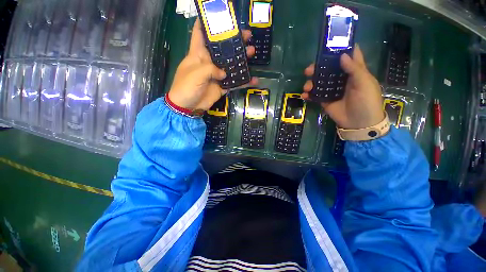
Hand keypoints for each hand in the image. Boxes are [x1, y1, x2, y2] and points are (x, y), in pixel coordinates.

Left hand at [168, 20, 257, 110]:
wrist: (188, 107)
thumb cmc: (186, 87)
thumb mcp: (196, 74)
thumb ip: (211, 69)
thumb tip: (224, 73)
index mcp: (198, 54)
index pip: (200, 33)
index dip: (207, 23)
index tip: (218, 16)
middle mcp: (209, 62)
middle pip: (222, 48)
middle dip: (233, 40)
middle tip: (246, 35)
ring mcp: (217, 75)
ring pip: (231, 64)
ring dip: (241, 59)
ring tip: (252, 52)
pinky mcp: (222, 86)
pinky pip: (234, 83)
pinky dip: (243, 82)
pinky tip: (253, 79)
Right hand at [302, 46, 383, 129]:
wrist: (359, 123)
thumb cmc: (366, 101)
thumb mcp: (364, 83)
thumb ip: (354, 69)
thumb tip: (341, 56)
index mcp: (354, 71)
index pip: (348, 55)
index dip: (340, 48)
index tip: (329, 44)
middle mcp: (341, 78)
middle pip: (328, 68)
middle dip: (317, 67)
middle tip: (308, 70)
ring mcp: (332, 90)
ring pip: (319, 81)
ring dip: (310, 82)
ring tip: (307, 87)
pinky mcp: (325, 100)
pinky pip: (314, 95)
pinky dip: (308, 94)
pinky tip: (304, 96)